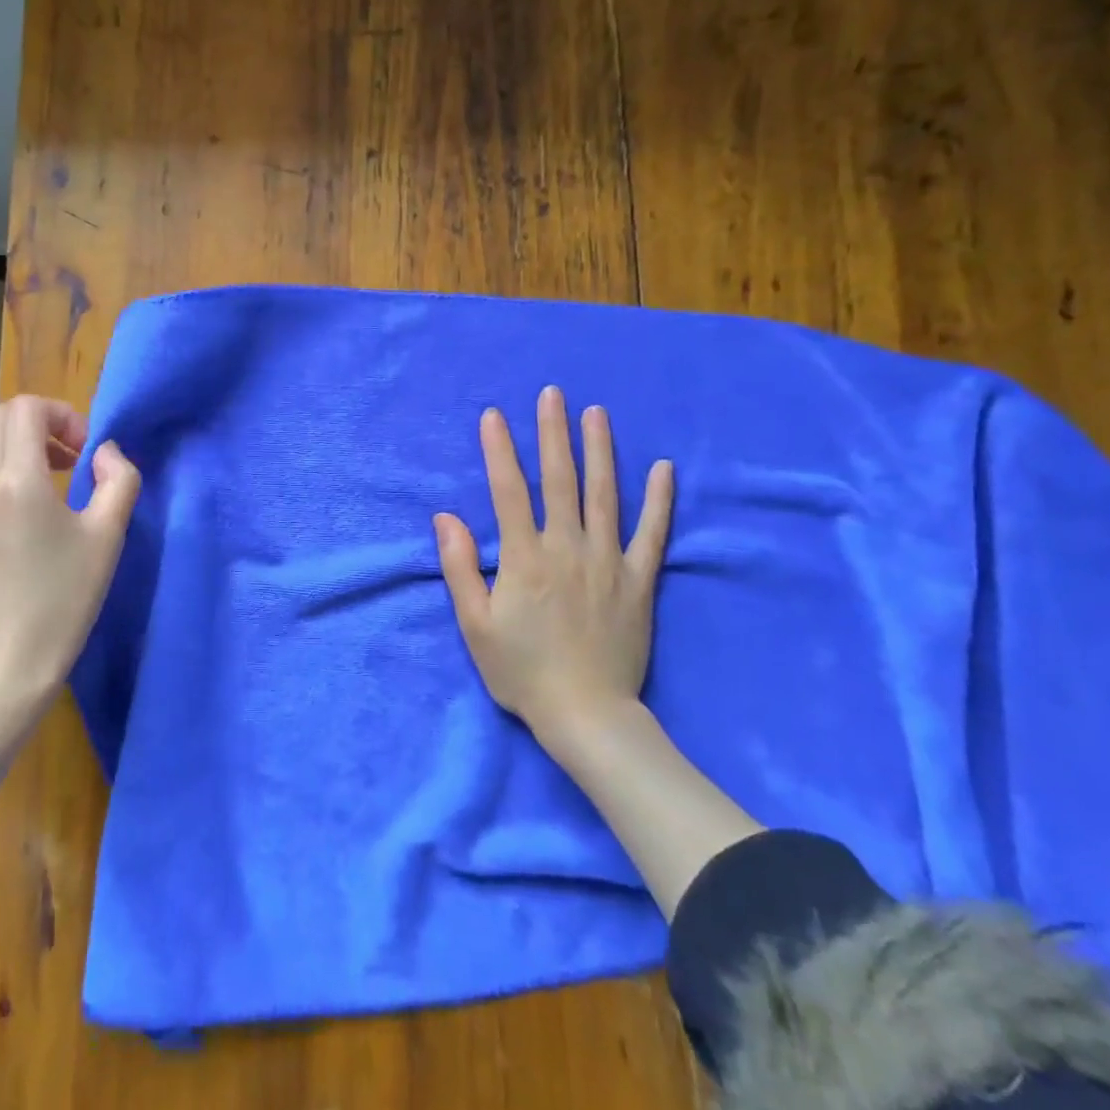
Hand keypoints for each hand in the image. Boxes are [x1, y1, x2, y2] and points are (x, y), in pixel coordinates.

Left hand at [0, 395, 140, 722]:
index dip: (62, 414)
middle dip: (41, 427)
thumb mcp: (108, 537)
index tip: (85, 452)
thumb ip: (118, 479)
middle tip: (72, 463)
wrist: (1, 670)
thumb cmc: (62, 601)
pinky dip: (0, 486)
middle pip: (0, 421)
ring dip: (20, 455)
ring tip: (51, 496)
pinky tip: (22, 534)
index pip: (25, 407)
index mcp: (15, 479)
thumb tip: (105, 453)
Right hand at [434, 385, 673, 750]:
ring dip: (599, 451)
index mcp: (524, 557)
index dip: (499, 450)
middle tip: (553, 393)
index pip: (509, 490)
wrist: (587, 716)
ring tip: (596, 413)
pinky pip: (652, 534)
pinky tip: (663, 468)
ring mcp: (608, 562)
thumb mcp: (474, 625)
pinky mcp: (639, 581)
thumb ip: (459, 567)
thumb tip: (445, 517)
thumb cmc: (522, 671)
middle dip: (553, 433)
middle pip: (560, 479)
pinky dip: (659, 500)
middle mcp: (567, 548)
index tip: (494, 415)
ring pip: (604, 495)